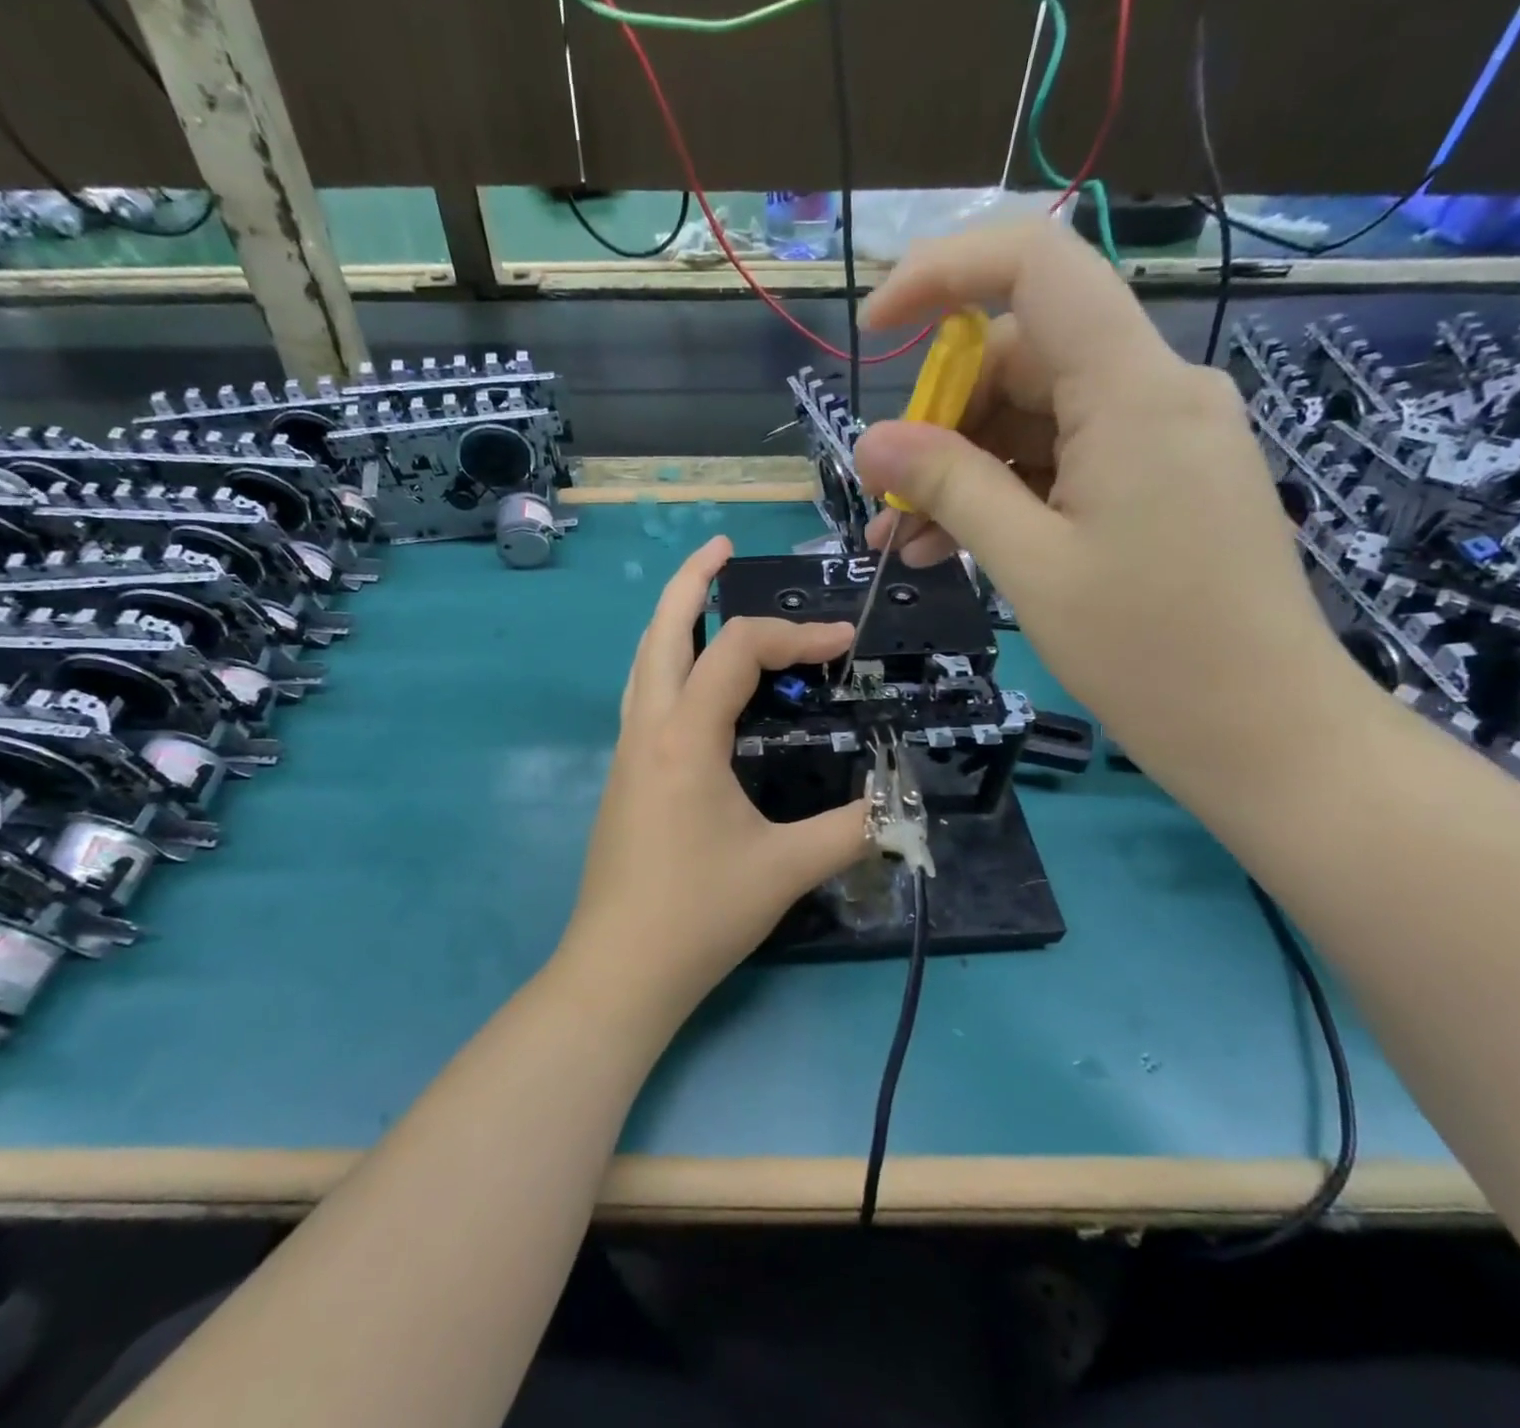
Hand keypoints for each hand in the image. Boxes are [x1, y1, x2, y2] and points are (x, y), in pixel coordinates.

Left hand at [561, 536, 870, 1013]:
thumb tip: (901, 806)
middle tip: (720, 548)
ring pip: (643, 663)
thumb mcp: (786, 868)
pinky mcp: (623, 779)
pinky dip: (669, 666)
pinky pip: (644, 698)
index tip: (843, 642)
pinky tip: (695, 686)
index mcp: (684, 736)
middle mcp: (647, 729)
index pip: (737, 651)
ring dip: (671, 621)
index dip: (794, 635)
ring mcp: (626, 754)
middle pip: (660, 631)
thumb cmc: (699, 913)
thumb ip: (851, 828)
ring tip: (704, 599)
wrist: (619, 972)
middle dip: (690, 581)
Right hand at [851, 220, 1368, 790]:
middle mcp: (1156, 392)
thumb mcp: (1029, 564)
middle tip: (885, 499)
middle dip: (941, 422)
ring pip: (1035, 421)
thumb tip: (870, 441)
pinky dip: (1004, 497)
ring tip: (902, 544)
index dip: (943, 274)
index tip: (875, 331)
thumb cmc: (1146, 649)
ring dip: (962, 473)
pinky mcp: (1160, 482)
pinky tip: (952, 549)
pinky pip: (1064, 464)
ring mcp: (1162, 439)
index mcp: (1133, 391)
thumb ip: (949, 487)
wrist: (1261, 729)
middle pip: (1023, 358)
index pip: (1037, 266)